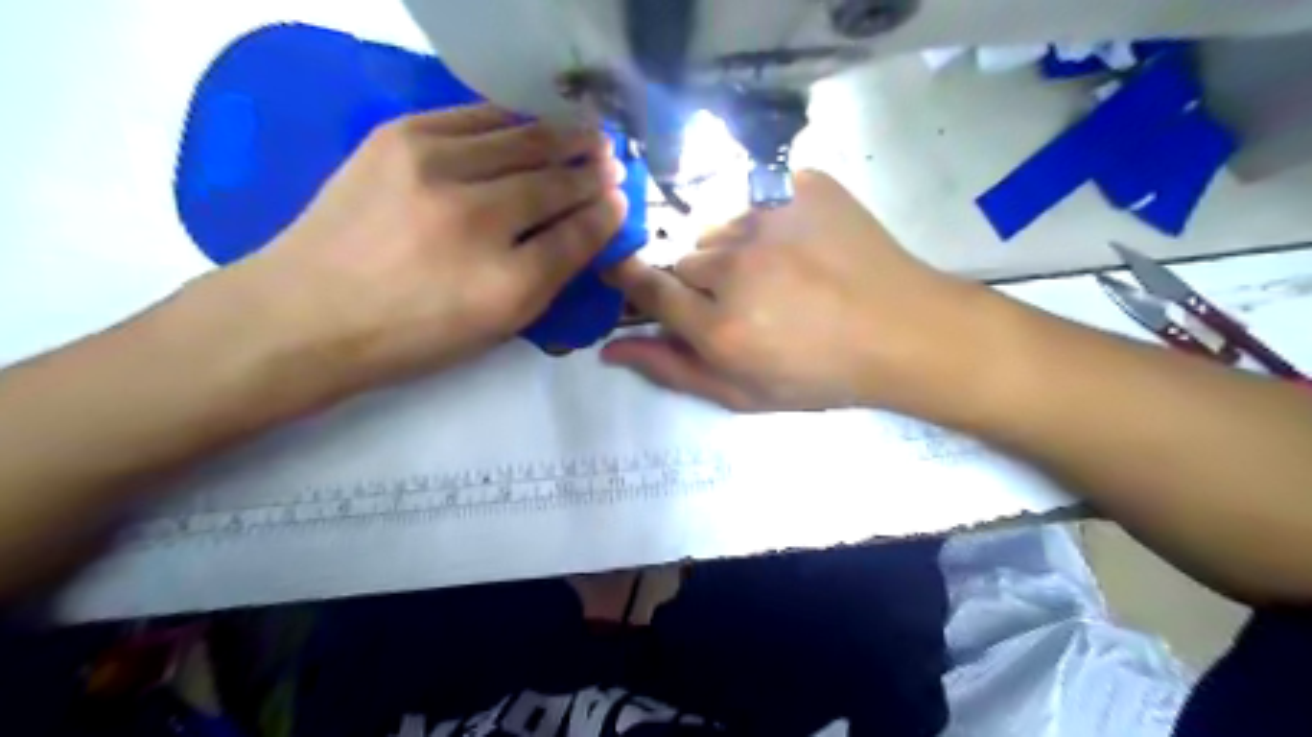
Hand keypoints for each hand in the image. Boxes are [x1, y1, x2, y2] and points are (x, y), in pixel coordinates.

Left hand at [227, 105, 625, 397]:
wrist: (308, 311)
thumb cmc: (411, 334)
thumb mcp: (494, 325)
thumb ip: (549, 276)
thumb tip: (588, 228)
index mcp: (505, 283)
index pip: (576, 234)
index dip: (606, 214)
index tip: (621, 200)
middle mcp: (477, 218)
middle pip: (554, 181)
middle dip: (591, 171)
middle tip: (613, 163)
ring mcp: (434, 167)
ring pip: (522, 139)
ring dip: (562, 136)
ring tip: (587, 134)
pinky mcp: (399, 135)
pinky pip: (476, 116)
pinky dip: (513, 118)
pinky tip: (532, 122)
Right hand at [605, 169, 994, 412]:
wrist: (903, 330)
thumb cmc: (821, 374)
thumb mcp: (743, 393)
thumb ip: (673, 369)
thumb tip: (610, 349)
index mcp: (718, 325)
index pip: (646, 287)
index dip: (632, 279)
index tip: (626, 273)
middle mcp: (735, 266)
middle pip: (683, 257)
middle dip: (699, 279)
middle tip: (741, 298)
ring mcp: (769, 217)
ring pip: (717, 225)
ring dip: (731, 247)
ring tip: (774, 270)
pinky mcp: (800, 185)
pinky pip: (756, 195)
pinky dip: (765, 218)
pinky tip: (797, 243)